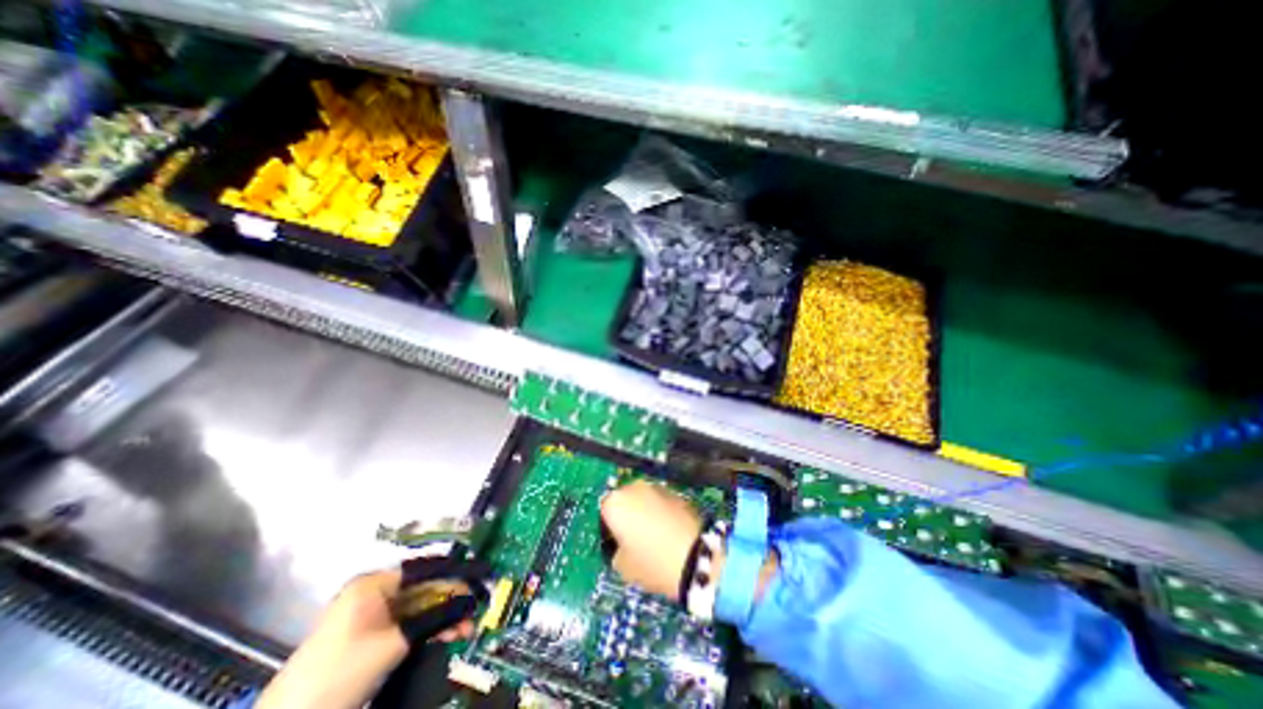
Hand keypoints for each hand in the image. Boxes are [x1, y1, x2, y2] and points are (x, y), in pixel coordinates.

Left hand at [254, 557, 485, 708]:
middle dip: (450, 601)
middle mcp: (373, 593)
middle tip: (474, 610)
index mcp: (373, 583)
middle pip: (423, 589)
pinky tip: (447, 636)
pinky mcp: (368, 638)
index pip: (424, 568)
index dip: (454, 572)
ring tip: (465, 629)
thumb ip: (436, 617)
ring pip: (417, 609)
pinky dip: (426, 631)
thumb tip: (470, 600)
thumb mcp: (395, 642)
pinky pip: (406, 625)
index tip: (479, 575)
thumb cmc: (342, 670)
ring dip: (442, 619)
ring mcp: (369, 616)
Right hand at [599, 480, 705, 599]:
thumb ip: (616, 550)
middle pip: (625, 500)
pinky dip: (661, 512)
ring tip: (653, 536)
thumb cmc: (652, 563)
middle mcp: (634, 488)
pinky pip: (661, 502)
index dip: (609, 529)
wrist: (695, 559)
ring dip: (645, 512)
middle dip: (628, 515)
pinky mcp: (677, 493)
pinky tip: (668, 532)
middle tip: (633, 538)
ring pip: (644, 499)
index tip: (616, 543)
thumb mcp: (622, 566)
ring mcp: (657, 488)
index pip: (604, 511)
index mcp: (615, 502)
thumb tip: (622, 546)